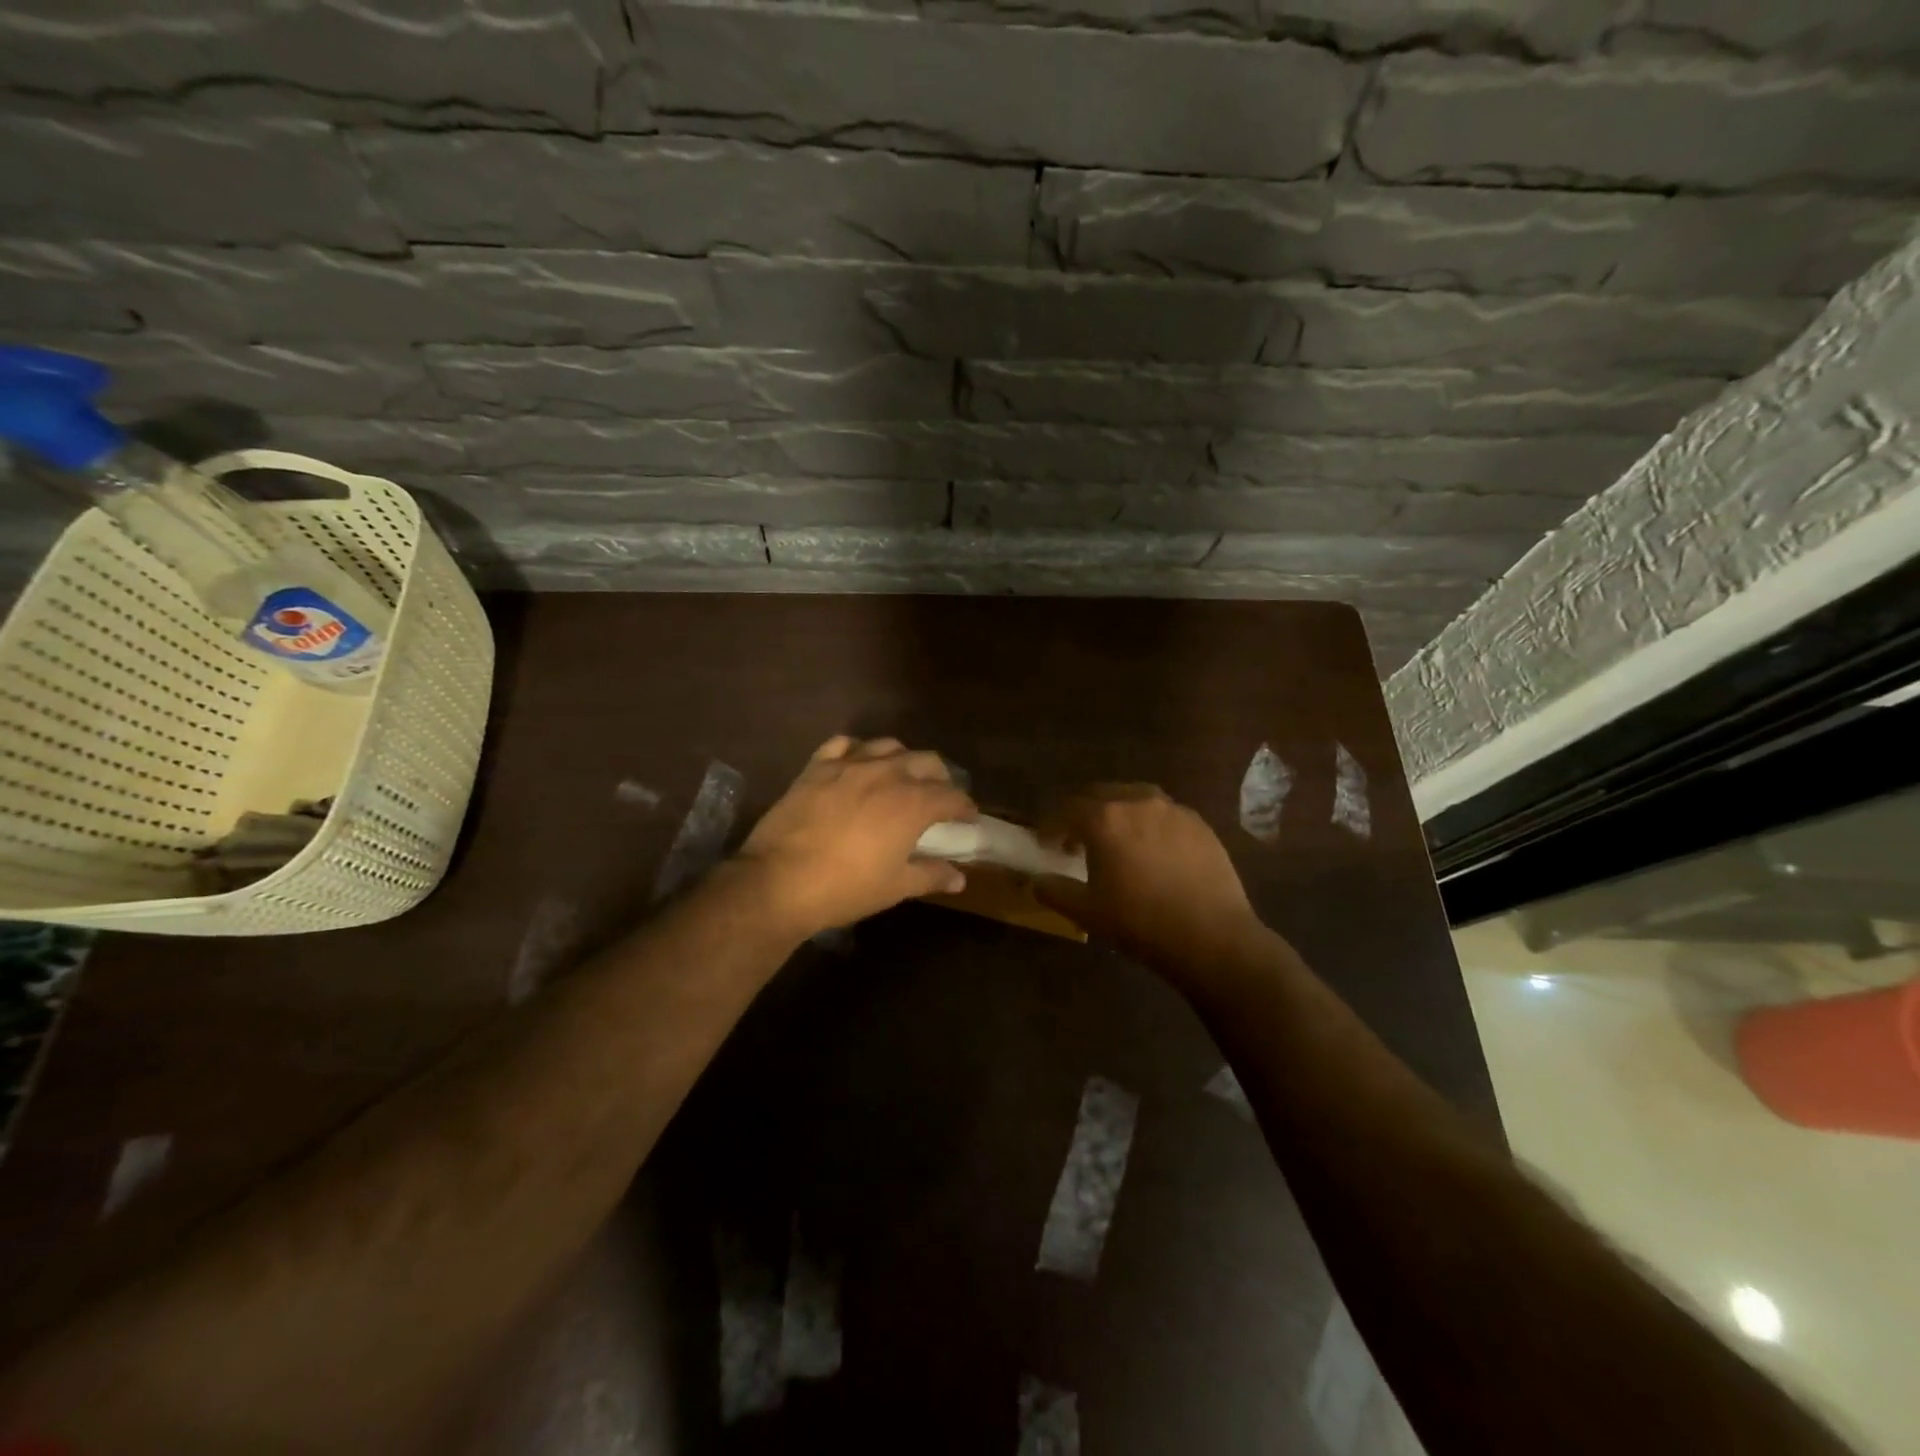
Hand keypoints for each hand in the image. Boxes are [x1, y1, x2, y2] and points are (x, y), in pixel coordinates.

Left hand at [735, 736, 976, 938]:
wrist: (779, 881)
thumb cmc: (846, 888)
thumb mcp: (896, 887)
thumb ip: (931, 875)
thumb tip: (959, 878)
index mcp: (912, 802)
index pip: (952, 796)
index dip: (964, 807)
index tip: (968, 817)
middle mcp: (887, 773)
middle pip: (926, 761)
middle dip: (940, 777)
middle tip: (939, 796)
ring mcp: (849, 765)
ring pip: (888, 745)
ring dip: (903, 758)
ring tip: (901, 775)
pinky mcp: (817, 766)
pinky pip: (843, 744)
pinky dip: (857, 749)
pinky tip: (857, 762)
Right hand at [1033, 784, 1265, 978]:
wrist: (1212, 936)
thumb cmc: (1140, 922)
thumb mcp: (1087, 912)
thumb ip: (1055, 891)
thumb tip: (1037, 881)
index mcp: (1104, 819)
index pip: (1065, 809)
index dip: (1050, 825)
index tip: (1045, 843)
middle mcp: (1137, 802)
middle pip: (1099, 794)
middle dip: (1082, 813)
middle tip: (1076, 839)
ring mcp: (1172, 810)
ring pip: (1134, 797)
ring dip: (1117, 812)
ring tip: (1116, 838)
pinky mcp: (1199, 824)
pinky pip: (1163, 813)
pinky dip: (1148, 822)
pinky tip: (1151, 849)